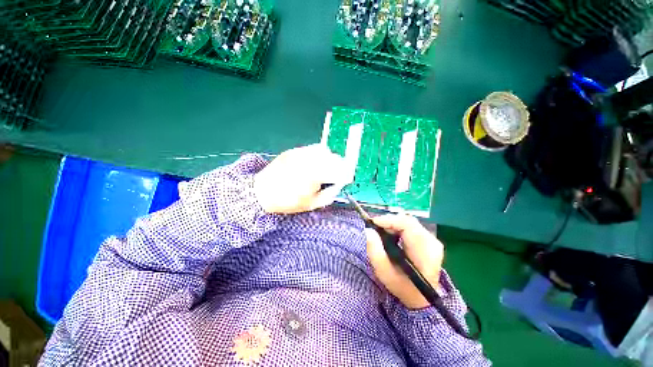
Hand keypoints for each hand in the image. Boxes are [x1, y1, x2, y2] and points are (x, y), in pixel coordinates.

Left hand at [254, 144, 353, 213]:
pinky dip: (318, 154)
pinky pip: (312, 148)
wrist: (262, 192)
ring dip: (329, 159)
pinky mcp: (293, 151)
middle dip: (339, 166)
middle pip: (333, 158)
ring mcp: (300, 154)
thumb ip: (330, 194)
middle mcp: (308, 161)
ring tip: (325, 168)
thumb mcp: (312, 204)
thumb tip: (339, 184)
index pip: (338, 171)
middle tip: (336, 174)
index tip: (346, 178)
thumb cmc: (288, 201)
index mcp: (314, 177)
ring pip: (324, 151)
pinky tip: (314, 163)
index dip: (345, 174)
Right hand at [365, 214, 443, 308]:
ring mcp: (432, 240)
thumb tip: (368, 230)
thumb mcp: (384, 272)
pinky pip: (411, 227)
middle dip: (389, 222)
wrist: (421, 298)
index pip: (407, 224)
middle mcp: (431, 241)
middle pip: (408, 221)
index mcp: (424, 250)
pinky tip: (391, 235)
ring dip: (392, 224)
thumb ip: (375, 251)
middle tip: (375, 228)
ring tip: (381, 232)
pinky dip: (398, 228)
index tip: (372, 223)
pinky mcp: (429, 240)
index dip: (388, 220)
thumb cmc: (403, 287)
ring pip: (408, 222)